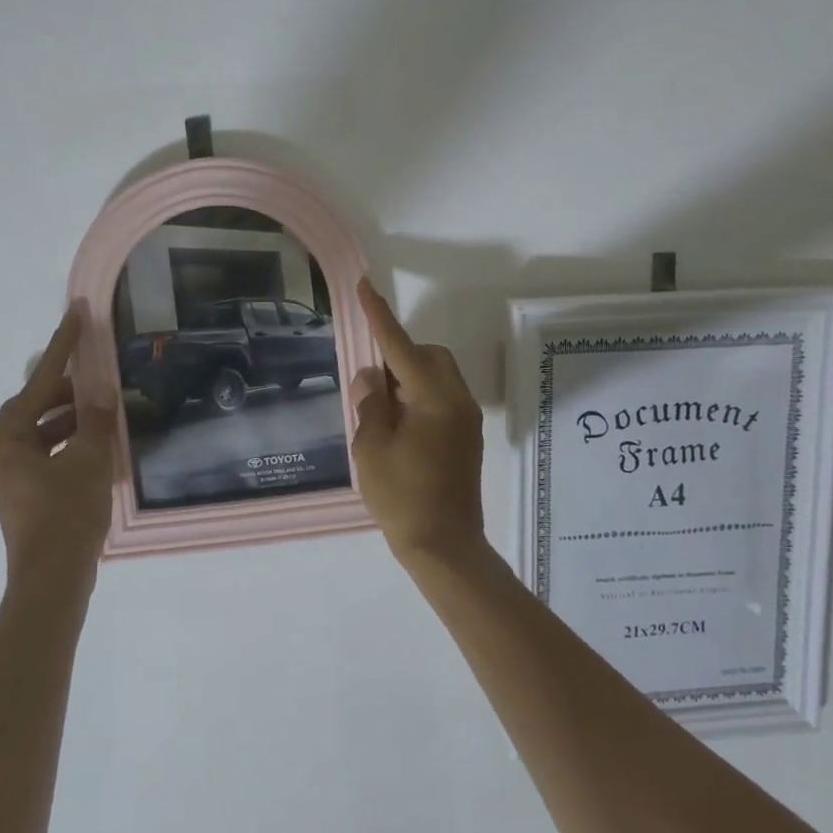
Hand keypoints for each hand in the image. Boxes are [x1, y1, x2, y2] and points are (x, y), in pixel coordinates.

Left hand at [0, 308, 114, 601]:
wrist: (52, 580)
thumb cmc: (66, 515)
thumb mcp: (89, 460)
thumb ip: (94, 420)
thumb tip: (99, 392)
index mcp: (8, 438)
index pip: (41, 382)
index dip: (63, 346)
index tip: (77, 314)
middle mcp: (2, 451)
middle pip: (37, 405)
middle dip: (69, 389)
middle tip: (99, 376)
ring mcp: (12, 474)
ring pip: (44, 430)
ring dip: (73, 419)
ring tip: (106, 411)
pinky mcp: (26, 493)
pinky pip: (49, 452)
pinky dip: (72, 443)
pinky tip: (99, 445)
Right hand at [350, 279, 487, 566]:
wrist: (444, 546)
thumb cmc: (402, 497)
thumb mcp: (372, 448)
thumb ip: (371, 403)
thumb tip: (372, 375)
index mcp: (434, 398)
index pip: (401, 346)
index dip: (379, 316)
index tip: (365, 286)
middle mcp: (457, 400)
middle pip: (427, 356)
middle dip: (398, 356)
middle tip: (371, 385)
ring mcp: (466, 419)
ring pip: (436, 376)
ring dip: (409, 378)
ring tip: (382, 410)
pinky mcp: (467, 436)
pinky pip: (441, 398)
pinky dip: (419, 397)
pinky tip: (399, 426)